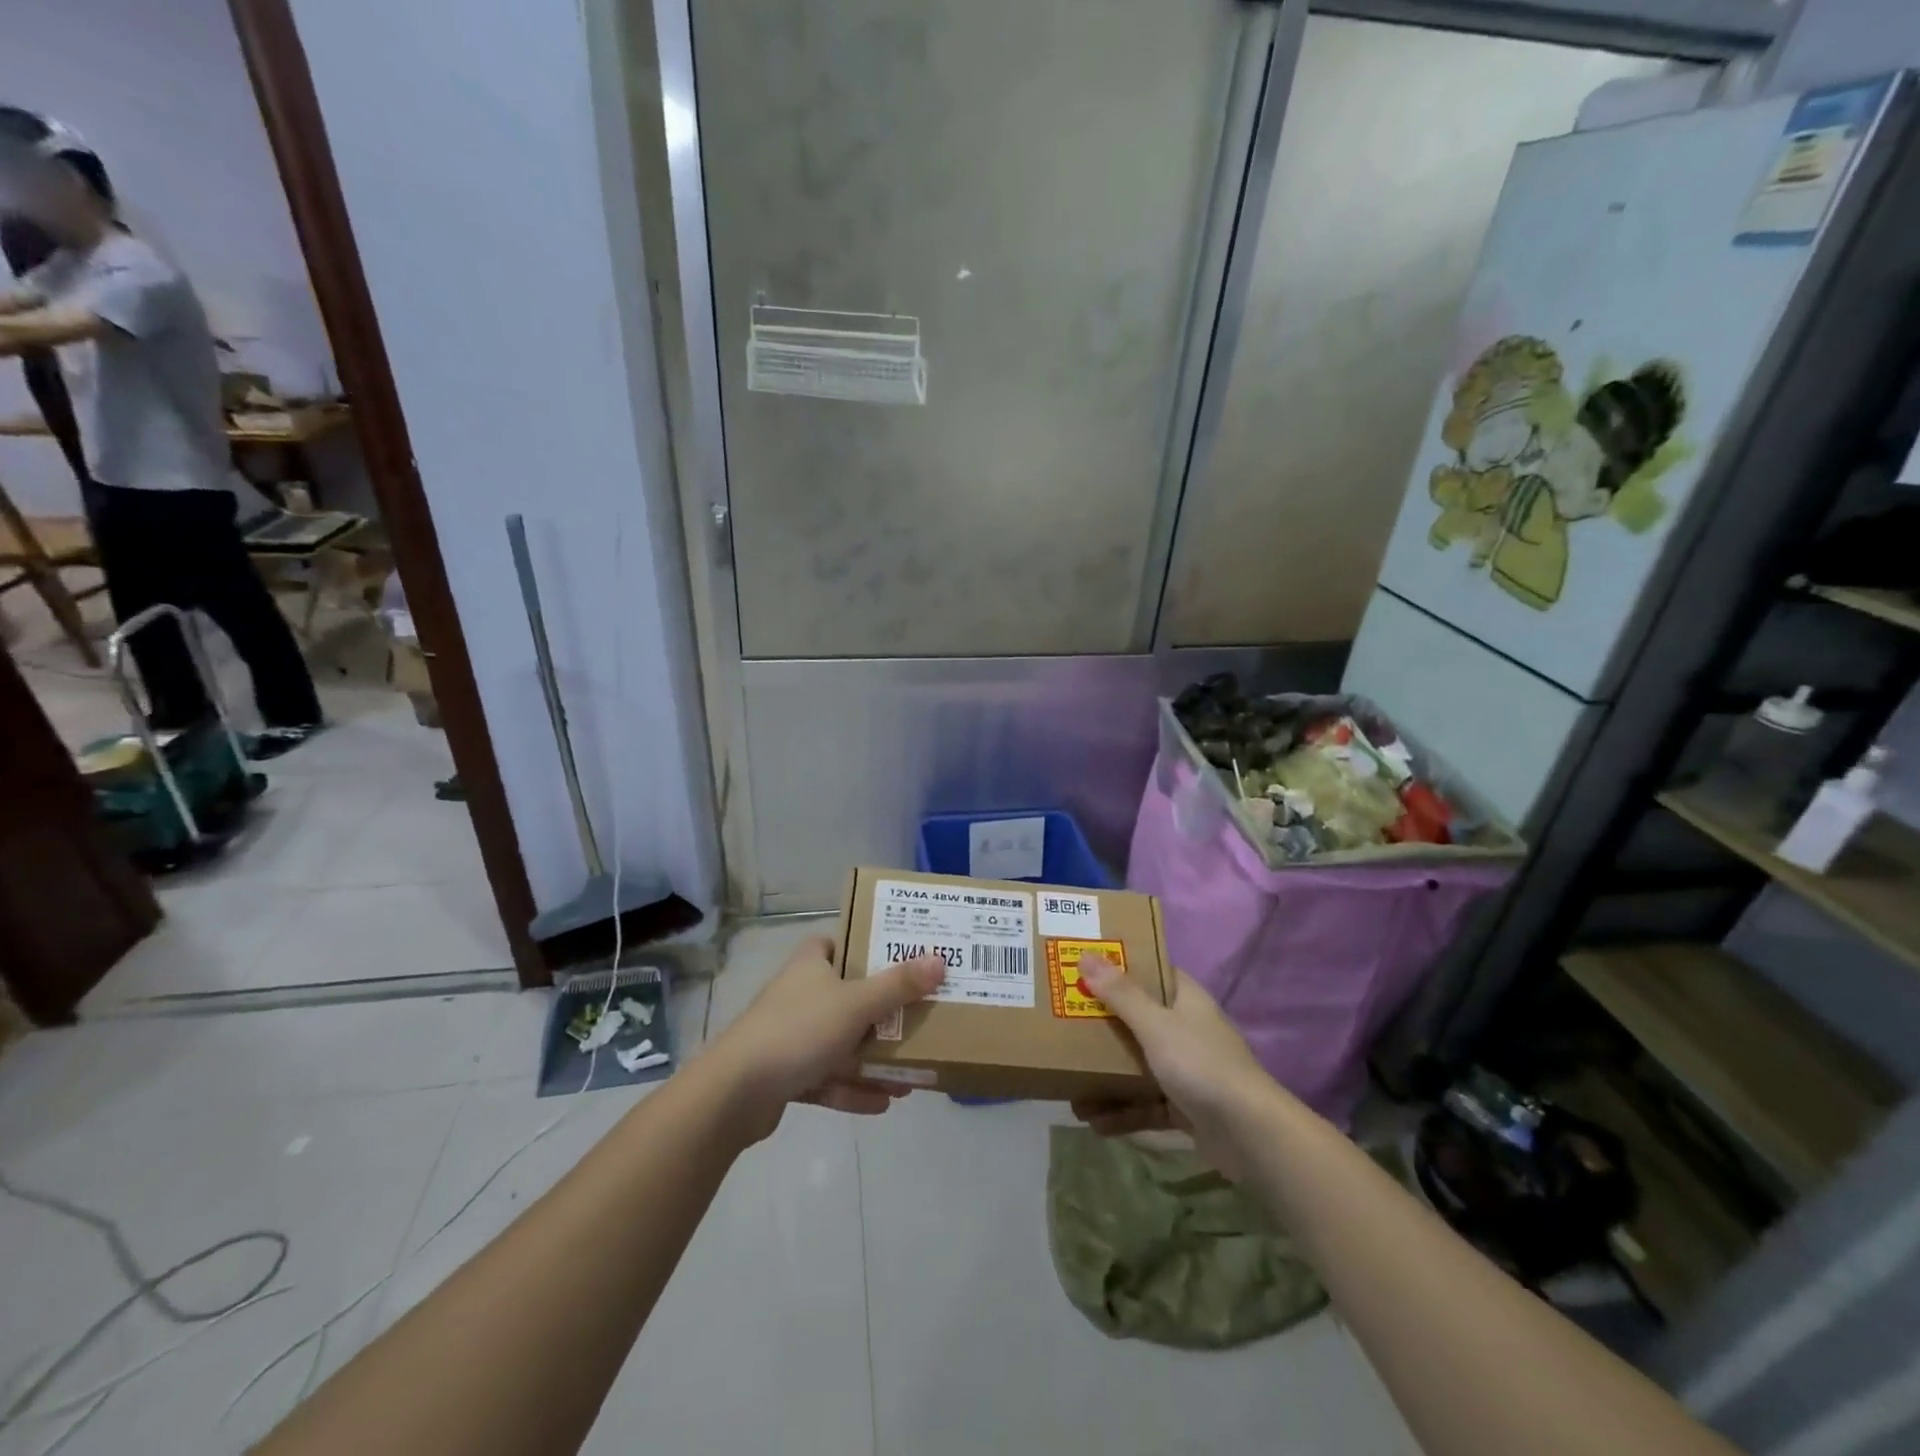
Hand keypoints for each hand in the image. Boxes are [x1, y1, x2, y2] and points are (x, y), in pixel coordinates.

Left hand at [706, 935, 945, 1142]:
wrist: (735, 1093)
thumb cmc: (798, 1031)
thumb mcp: (856, 1004)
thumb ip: (898, 986)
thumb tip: (939, 960)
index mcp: (810, 965)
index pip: (836, 944)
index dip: (864, 947)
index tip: (897, 959)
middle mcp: (800, 995)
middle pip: (848, 996)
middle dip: (883, 1014)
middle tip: (919, 1020)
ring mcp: (791, 1037)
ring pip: (841, 1042)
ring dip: (874, 1059)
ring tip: (912, 1074)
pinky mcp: (786, 1075)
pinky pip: (829, 1078)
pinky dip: (854, 1089)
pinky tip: (885, 1103)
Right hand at [1068, 958, 1275, 1177]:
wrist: (1250, 1135)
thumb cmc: (1201, 1064)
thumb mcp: (1156, 1025)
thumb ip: (1121, 994)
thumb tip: (1086, 955)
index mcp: (1185, 1000)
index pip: (1152, 972)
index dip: (1121, 967)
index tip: (1085, 967)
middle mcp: (1186, 1030)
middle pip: (1138, 1019)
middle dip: (1103, 1026)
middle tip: (1064, 1024)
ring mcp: (1186, 1070)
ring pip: (1138, 1065)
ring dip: (1106, 1077)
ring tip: (1070, 1088)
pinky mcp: (1185, 1107)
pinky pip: (1145, 1104)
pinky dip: (1122, 1111)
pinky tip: (1092, 1122)